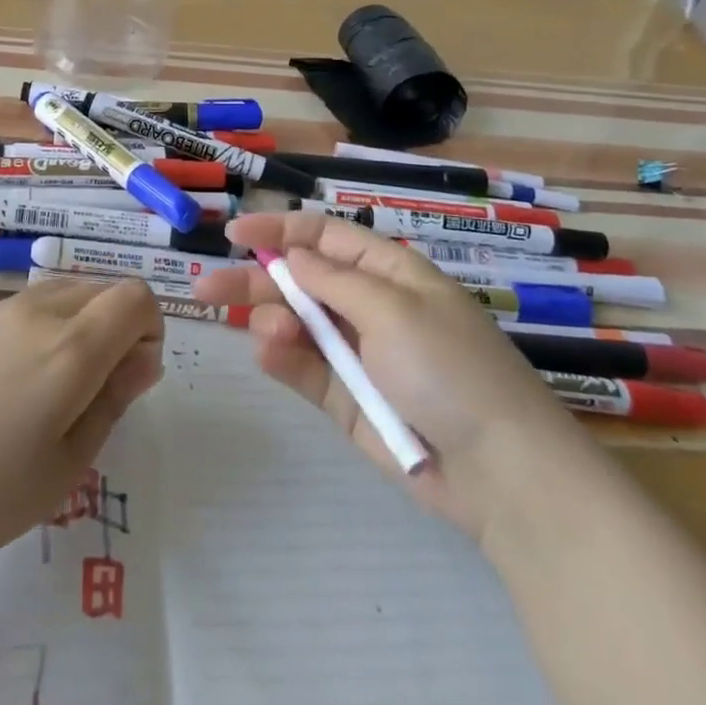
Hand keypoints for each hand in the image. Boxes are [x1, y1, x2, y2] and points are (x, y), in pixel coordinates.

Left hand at [0, 276, 163, 590]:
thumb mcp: (63, 468)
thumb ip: (111, 402)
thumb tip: (142, 359)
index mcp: (72, 346)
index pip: (136, 297)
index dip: (150, 330)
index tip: (133, 379)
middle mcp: (40, 311)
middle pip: (103, 289)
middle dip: (118, 328)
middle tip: (96, 394)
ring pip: (64, 292)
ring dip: (81, 325)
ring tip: (53, 392)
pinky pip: (27, 307)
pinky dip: (44, 328)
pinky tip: (10, 387)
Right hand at [193, 211, 590, 538]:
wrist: (500, 474)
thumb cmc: (449, 369)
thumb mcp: (394, 309)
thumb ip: (334, 280)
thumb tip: (293, 254)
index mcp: (389, 272)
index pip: (325, 237)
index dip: (279, 230)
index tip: (233, 233)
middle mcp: (368, 306)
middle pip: (301, 279)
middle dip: (255, 278)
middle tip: (205, 286)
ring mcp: (356, 354)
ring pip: (296, 324)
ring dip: (272, 320)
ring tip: (266, 330)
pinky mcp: (346, 398)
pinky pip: (304, 369)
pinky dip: (282, 358)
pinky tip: (267, 351)